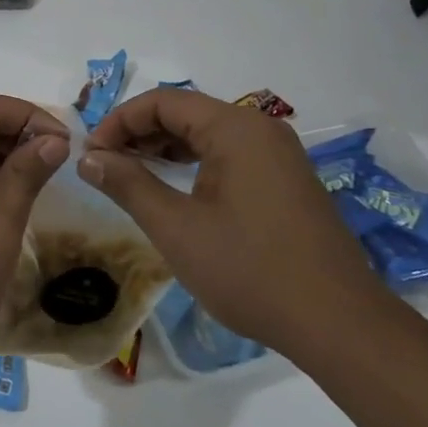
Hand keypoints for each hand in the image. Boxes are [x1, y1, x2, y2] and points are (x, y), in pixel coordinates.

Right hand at [78, 88, 386, 353]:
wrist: (339, 325)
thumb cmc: (250, 271)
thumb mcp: (177, 228)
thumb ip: (128, 184)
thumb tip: (88, 158)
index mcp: (236, 129)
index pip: (162, 101)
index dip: (119, 122)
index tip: (90, 154)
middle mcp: (260, 129)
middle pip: (185, 112)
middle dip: (138, 133)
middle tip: (104, 165)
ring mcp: (278, 155)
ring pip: (207, 133)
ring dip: (164, 147)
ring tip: (130, 175)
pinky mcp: (286, 180)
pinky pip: (229, 154)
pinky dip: (193, 163)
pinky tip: (174, 188)